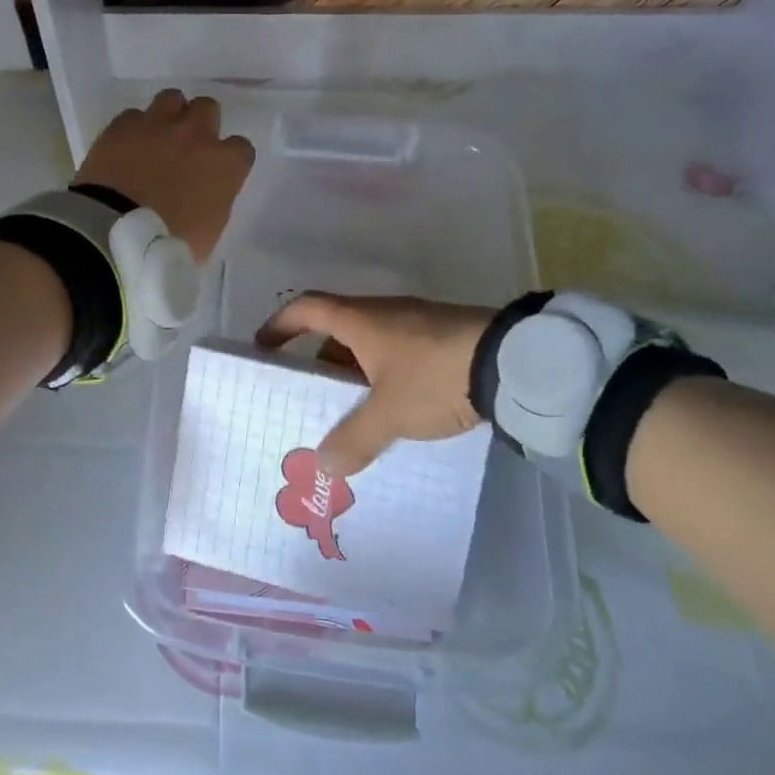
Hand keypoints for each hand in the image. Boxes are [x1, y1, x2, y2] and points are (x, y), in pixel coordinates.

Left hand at [75, 91, 254, 262]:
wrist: (113, 233)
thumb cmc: (168, 244)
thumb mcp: (209, 232)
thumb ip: (214, 203)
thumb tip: (205, 197)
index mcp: (224, 164)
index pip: (242, 148)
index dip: (229, 160)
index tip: (218, 175)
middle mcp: (195, 134)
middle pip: (208, 108)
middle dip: (201, 124)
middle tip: (187, 148)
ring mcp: (157, 125)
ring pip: (172, 99)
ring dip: (169, 115)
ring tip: (157, 138)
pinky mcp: (122, 125)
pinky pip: (134, 115)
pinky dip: (134, 128)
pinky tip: (126, 147)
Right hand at [257, 295, 494, 476]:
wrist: (512, 362)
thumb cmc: (435, 376)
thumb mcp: (389, 413)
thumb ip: (353, 440)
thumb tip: (320, 466)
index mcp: (360, 320)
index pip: (306, 308)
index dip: (280, 325)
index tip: (263, 347)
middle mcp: (382, 314)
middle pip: (336, 330)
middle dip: (319, 362)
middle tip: (310, 397)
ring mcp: (415, 324)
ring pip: (369, 345)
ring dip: (353, 373)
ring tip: (351, 413)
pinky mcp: (442, 340)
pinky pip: (396, 355)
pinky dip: (383, 378)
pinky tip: (394, 410)